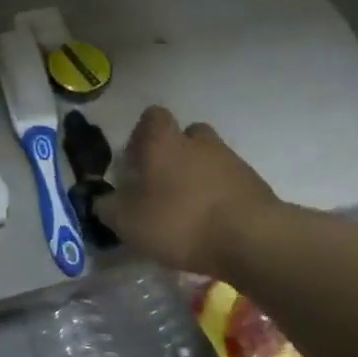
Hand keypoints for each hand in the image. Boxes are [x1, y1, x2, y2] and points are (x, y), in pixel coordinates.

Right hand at [95, 106, 275, 275]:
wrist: (251, 239)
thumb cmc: (180, 221)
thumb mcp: (129, 222)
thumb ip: (109, 209)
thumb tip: (102, 201)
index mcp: (164, 142)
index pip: (152, 117)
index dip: (142, 135)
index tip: (135, 161)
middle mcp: (198, 142)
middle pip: (185, 135)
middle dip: (174, 153)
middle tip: (162, 184)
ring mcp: (231, 161)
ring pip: (210, 158)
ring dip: (199, 176)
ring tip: (188, 209)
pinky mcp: (255, 184)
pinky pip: (230, 182)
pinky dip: (220, 196)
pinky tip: (212, 224)